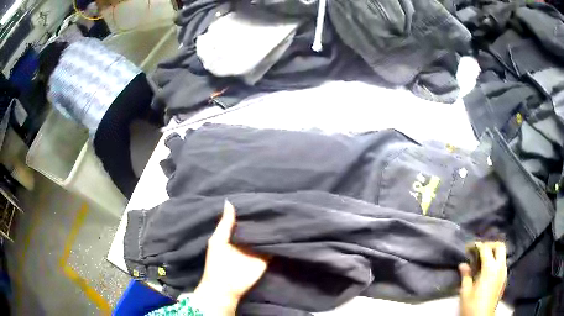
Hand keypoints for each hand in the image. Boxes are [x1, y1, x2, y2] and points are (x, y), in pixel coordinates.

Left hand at [193, 200, 269, 314]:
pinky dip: (277, 240)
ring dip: (271, 228)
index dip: (249, 211)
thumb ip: (225, 223)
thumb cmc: (216, 262)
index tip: (258, 197)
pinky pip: (272, 247)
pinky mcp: (265, 258)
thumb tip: (229, 201)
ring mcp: (257, 250)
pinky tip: (284, 228)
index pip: (244, 221)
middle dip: (262, 218)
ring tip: (280, 211)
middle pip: (256, 227)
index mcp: (234, 236)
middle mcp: (246, 241)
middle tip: (272, 202)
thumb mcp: (218, 240)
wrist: (224, 286)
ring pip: (266, 236)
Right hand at [459, 242, 506, 315]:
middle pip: (500, 246)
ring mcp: (504, 273)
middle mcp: (500, 267)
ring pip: (503, 254)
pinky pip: (502, 263)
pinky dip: (496, 261)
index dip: (478, 245)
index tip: (469, 247)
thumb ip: (466, 276)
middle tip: (480, 250)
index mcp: (490, 269)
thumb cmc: (472, 306)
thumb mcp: (465, 292)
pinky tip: (488, 270)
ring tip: (483, 260)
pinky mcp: (504, 279)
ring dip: (494, 252)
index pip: (486, 249)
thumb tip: (463, 265)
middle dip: (490, 244)